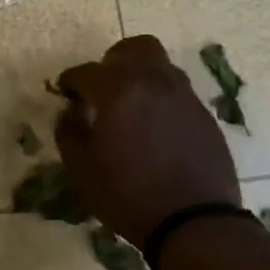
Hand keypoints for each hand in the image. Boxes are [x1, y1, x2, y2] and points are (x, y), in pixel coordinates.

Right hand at [55, 35, 239, 248]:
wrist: (194, 222)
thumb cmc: (128, 196)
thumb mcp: (82, 170)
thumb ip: (69, 133)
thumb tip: (68, 113)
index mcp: (119, 91)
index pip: (87, 71)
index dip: (70, 81)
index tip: (64, 94)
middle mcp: (154, 83)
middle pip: (134, 48)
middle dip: (113, 61)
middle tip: (101, 89)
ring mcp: (184, 97)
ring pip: (160, 67)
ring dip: (140, 77)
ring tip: (129, 108)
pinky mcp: (204, 115)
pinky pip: (177, 92)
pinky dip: (160, 99)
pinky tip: (153, 129)